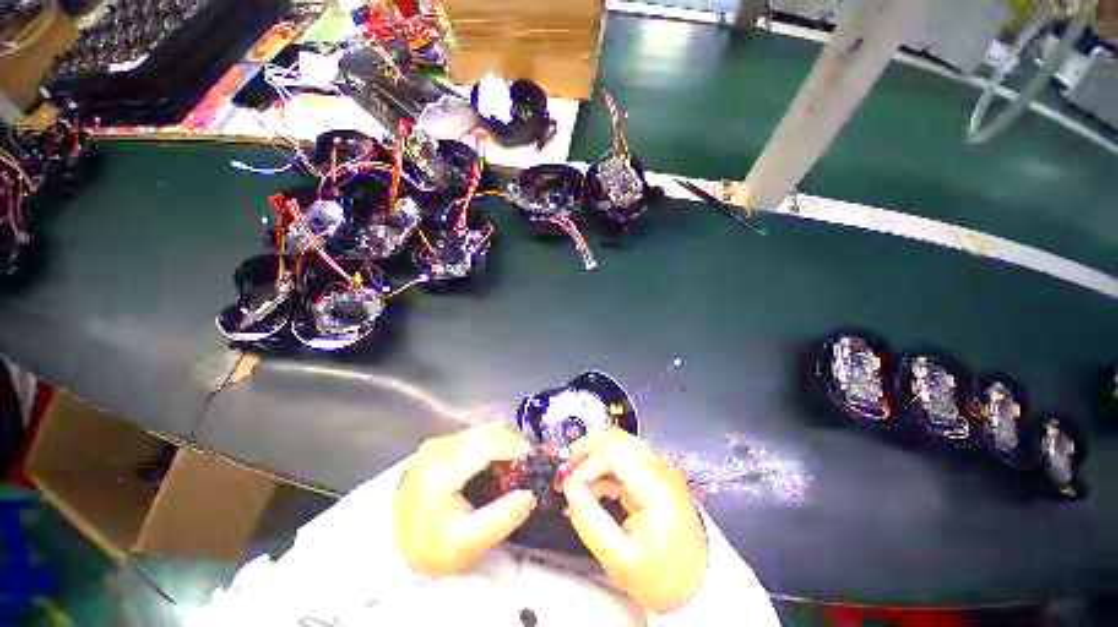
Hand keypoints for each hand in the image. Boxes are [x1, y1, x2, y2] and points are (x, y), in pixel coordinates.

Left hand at [395, 423, 536, 574]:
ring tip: (512, 468)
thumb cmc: (430, 546)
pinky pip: (475, 436)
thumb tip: (531, 494)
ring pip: (483, 431)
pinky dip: (492, 445)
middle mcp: (439, 446)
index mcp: (442, 468)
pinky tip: (495, 464)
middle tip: (526, 467)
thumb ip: (502, 519)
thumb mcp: (467, 544)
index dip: (515, 447)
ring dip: (503, 443)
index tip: (534, 461)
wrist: (393, 543)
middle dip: (512, 444)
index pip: (487, 443)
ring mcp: (438, 442)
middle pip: (487, 432)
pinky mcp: (440, 444)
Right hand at [562, 428, 706, 613]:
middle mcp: (661, 469)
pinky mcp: (655, 476)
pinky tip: (592, 487)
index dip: (588, 463)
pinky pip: (625, 458)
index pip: (616, 452)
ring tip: (575, 478)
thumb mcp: (619, 559)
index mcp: (658, 488)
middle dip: (587, 449)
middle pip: (618, 438)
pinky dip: (604, 466)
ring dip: (594, 455)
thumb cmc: (661, 578)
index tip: (570, 487)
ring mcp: (660, 470)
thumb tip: (569, 487)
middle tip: (566, 469)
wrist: (697, 586)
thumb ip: (589, 520)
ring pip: (620, 443)